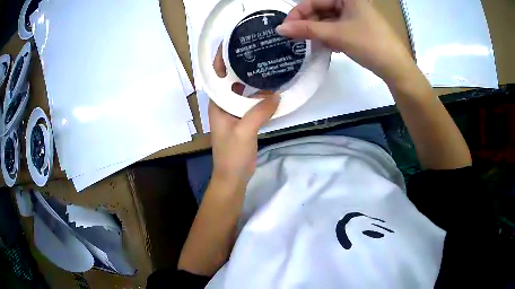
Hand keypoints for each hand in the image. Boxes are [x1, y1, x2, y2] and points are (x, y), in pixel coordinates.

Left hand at [209, 45, 278, 186]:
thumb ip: (259, 112)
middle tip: (255, 49)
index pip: (216, 75)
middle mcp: (223, 104)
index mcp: (217, 104)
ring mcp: (234, 113)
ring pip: (242, 91)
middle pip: (230, 80)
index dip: (220, 59)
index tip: (230, 43)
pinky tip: (272, 90)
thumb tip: (276, 95)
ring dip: (251, 80)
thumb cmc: (232, 154)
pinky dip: (259, 96)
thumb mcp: (243, 131)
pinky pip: (251, 103)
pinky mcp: (243, 120)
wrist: (233, 177)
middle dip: (239, 65)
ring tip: (266, 64)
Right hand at [276, 0, 418, 85]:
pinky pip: (338, 28)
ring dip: (319, 32)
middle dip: (310, 24)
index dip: (299, 13)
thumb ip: (307, 30)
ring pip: (329, 20)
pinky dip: (331, 37)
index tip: (286, 28)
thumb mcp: (336, 34)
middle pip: (322, 10)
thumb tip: (280, 29)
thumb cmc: (369, 44)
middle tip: (298, 38)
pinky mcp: (359, 28)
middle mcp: (351, 3)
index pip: (315, 0)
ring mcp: (356, 16)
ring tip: (314, 45)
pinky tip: (329, 47)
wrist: (396, 68)